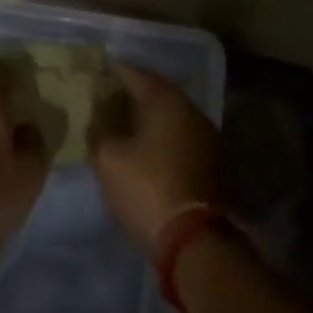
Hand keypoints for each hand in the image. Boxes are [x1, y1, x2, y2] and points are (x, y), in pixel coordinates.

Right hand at [87, 64, 219, 257]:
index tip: (100, 73)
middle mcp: (191, 110)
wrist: (195, 239)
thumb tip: (98, 123)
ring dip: (151, 118)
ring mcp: (207, 137)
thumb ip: (99, 133)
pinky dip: (164, 137)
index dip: (116, 73)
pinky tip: (148, 148)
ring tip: (126, 124)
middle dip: (134, 94)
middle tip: (110, 98)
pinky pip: (182, 138)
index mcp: (167, 101)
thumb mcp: (108, 160)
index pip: (137, 75)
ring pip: (172, 117)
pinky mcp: (214, 163)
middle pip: (158, 93)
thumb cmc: (148, 188)